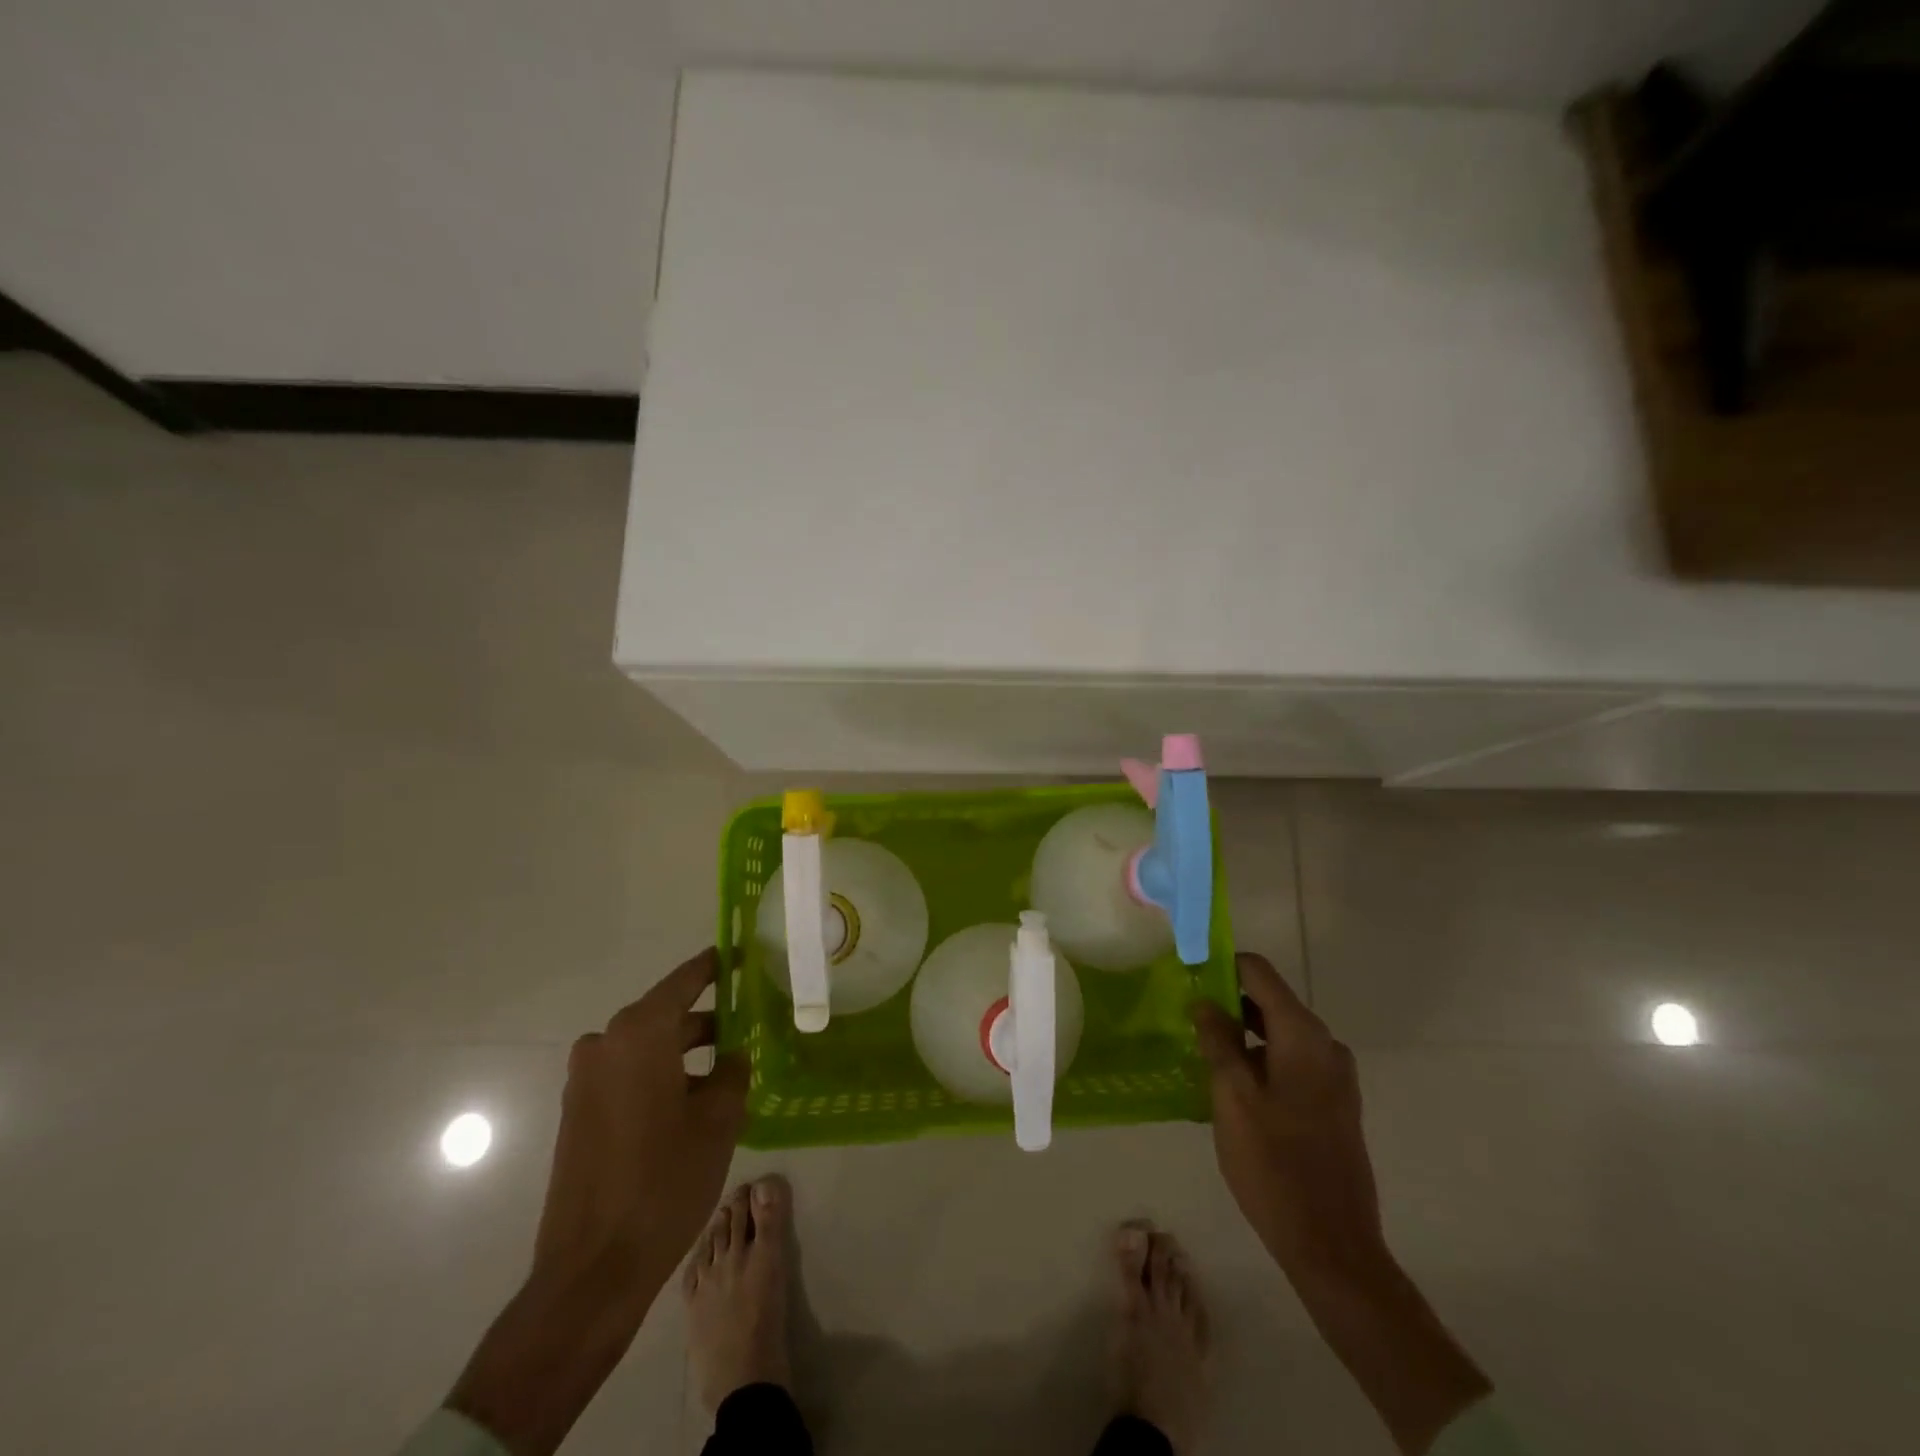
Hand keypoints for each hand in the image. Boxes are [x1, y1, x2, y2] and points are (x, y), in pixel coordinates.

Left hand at [533, 947, 748, 1293]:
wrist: (593, 1269)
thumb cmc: (664, 1180)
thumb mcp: (719, 1118)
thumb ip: (733, 1070)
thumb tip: (733, 1055)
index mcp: (638, 1033)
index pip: (686, 980)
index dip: (717, 966)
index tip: (744, 955)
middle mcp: (605, 1044)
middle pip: (666, 1015)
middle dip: (708, 1020)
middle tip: (750, 1025)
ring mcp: (586, 1080)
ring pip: (648, 1048)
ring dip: (686, 1054)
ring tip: (729, 1071)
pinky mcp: (579, 1112)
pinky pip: (628, 1075)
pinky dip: (661, 1076)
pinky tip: (694, 1102)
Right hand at [1192, 952, 1382, 1280]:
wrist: (1332, 1246)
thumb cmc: (1274, 1165)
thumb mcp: (1232, 1096)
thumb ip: (1217, 1040)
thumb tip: (1205, 1001)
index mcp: (1303, 1035)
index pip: (1258, 971)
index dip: (1220, 967)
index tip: (1186, 979)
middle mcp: (1325, 1045)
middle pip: (1269, 1001)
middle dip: (1226, 1005)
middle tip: (1186, 1023)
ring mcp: (1335, 1076)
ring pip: (1278, 1034)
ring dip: (1241, 1037)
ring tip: (1202, 1058)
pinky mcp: (1334, 1103)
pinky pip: (1290, 1062)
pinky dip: (1260, 1062)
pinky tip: (1231, 1090)